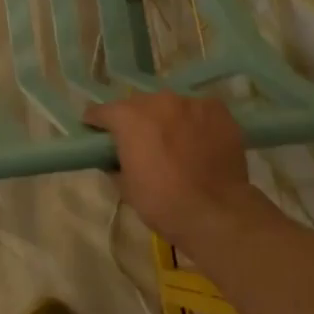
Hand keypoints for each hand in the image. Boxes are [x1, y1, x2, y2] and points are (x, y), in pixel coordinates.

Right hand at [83, 93, 255, 242]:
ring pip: (170, 105)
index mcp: (128, 117)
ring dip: (166, 118)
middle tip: (139, 141)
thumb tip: (114, 156)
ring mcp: (190, 102)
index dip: (97, 123)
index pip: (102, 111)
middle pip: (138, 105)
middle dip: (135, 120)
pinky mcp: (217, 110)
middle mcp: (157, 101)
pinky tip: (199, 139)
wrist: (215, 212)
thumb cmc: (162, 202)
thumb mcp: (125, 186)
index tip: (96, 132)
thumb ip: (115, 162)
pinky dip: (194, 121)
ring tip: (174, 140)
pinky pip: (198, 110)